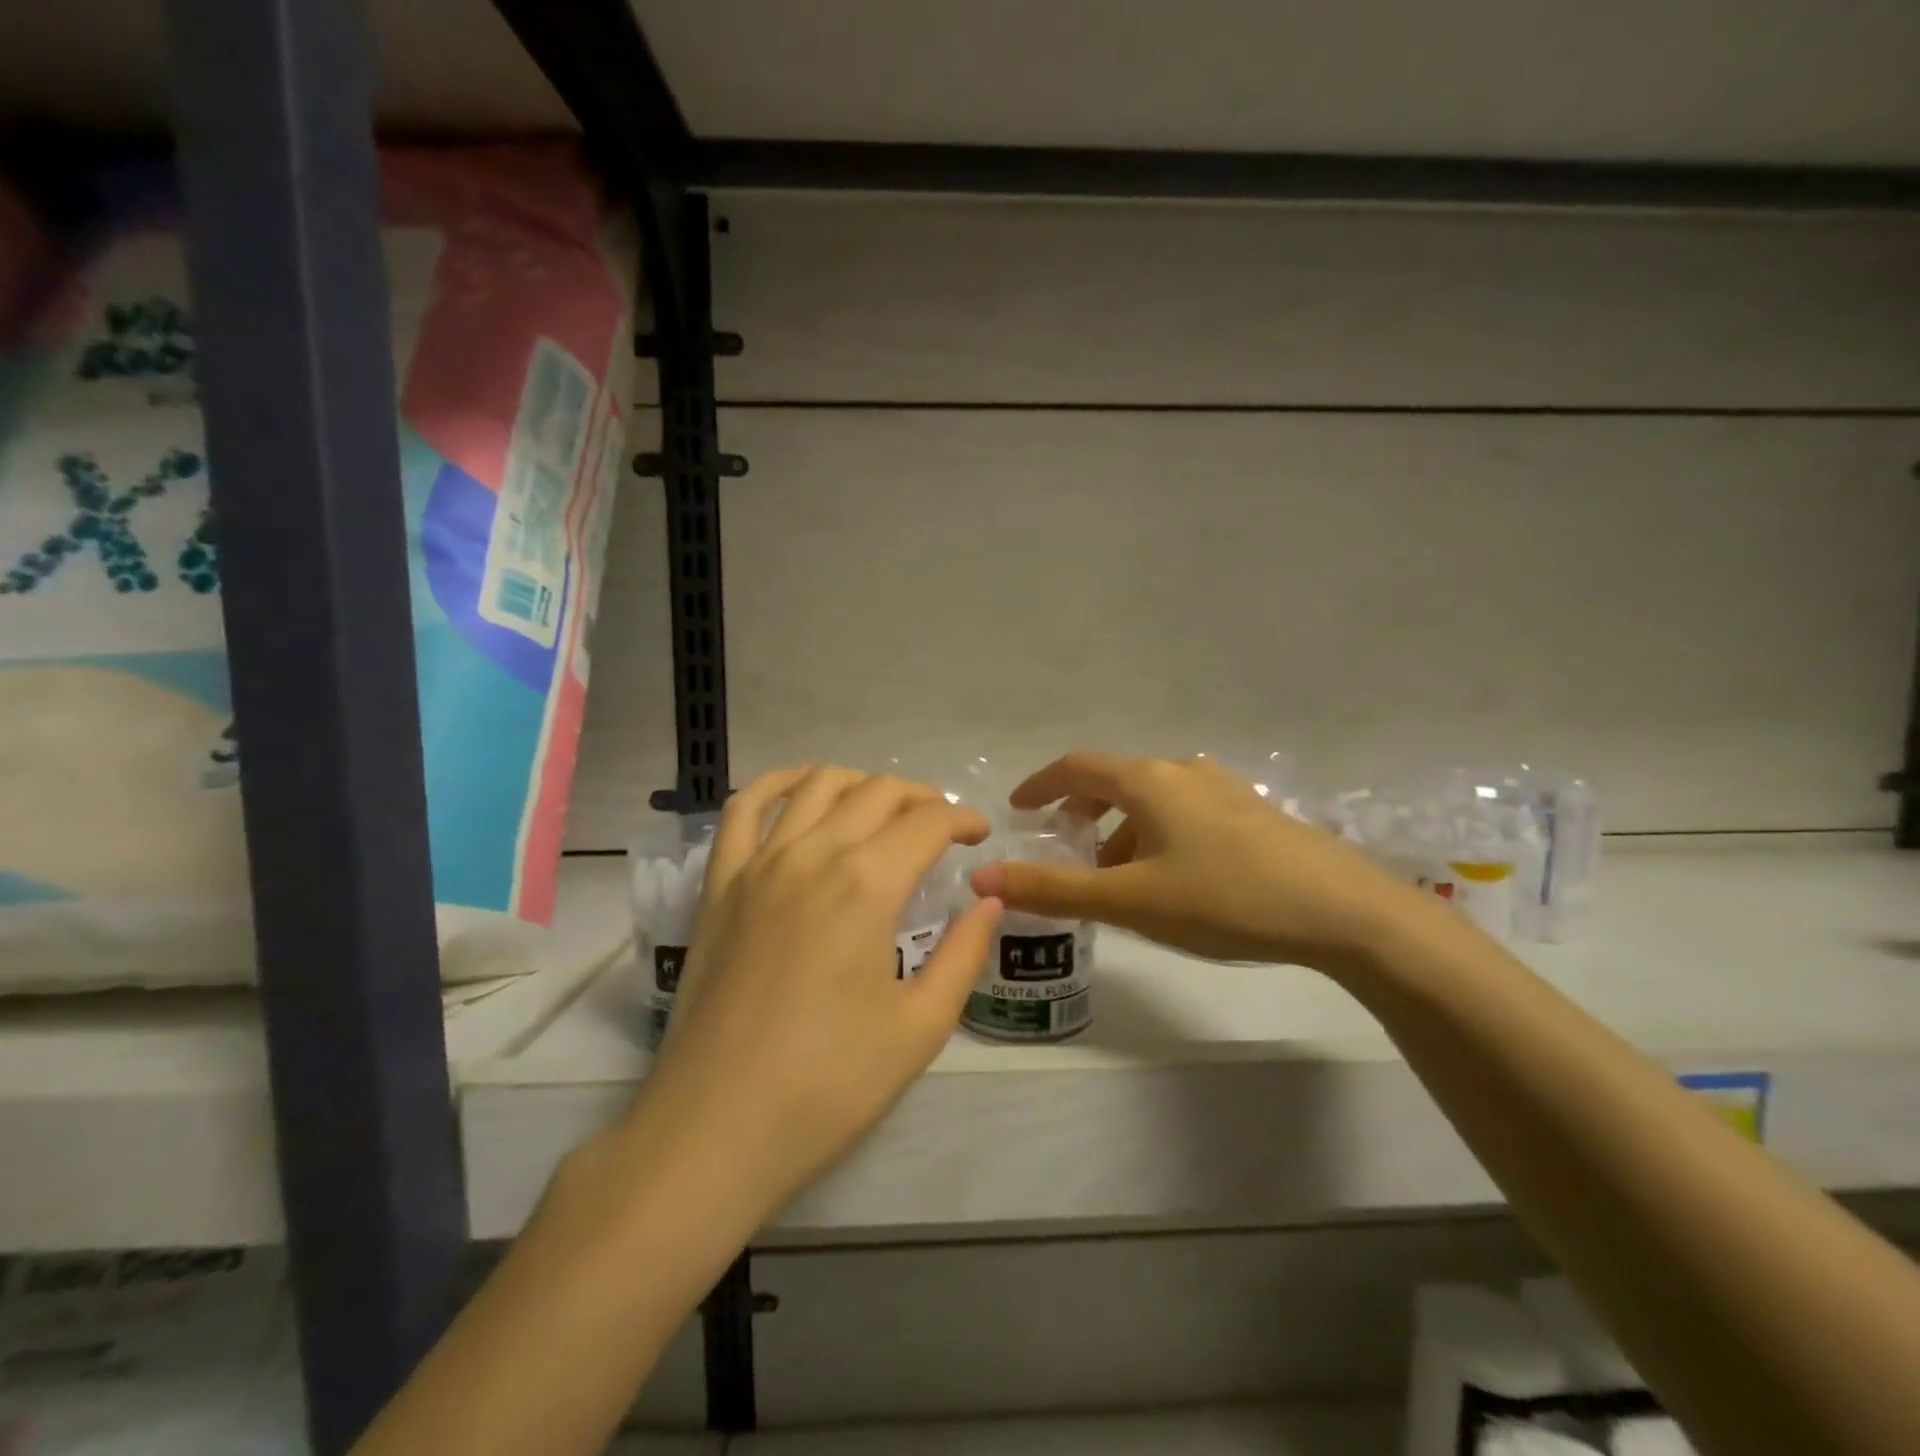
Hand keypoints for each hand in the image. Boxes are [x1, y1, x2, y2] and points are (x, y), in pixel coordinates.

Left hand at [636, 766, 1000, 1220]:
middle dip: (922, 799)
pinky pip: (744, 809)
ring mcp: (758, 864)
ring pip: (817, 786)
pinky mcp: (720, 884)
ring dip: (861, 784)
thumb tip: (988, 903)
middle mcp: (813, 854)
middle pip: (877, 793)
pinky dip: (777, 783)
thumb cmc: (829, 1085)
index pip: (928, 822)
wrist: (717, 1128)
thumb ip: (963, 955)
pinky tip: (801, 787)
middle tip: (943, 828)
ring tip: (884, 807)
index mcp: (868, 885)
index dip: (963, 820)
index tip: (980, 836)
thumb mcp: (920, 1027)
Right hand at [970, 751, 1428, 972]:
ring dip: (1121, 830)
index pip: (1076, 767)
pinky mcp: (1252, 814)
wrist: (1343, 911)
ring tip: (1115, 877)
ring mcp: (1224, 790)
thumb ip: (1054, 889)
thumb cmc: (1225, 898)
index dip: (1040, 785)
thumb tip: (982, 874)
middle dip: (1081, 812)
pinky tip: (1171, 880)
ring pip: (1152, 801)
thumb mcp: (1131, 900)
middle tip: (1064, 847)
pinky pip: (1185, 815)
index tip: (1019, 809)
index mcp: (1148, 780)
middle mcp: (1182, 772)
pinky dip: (1156, 836)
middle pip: (1115, 781)